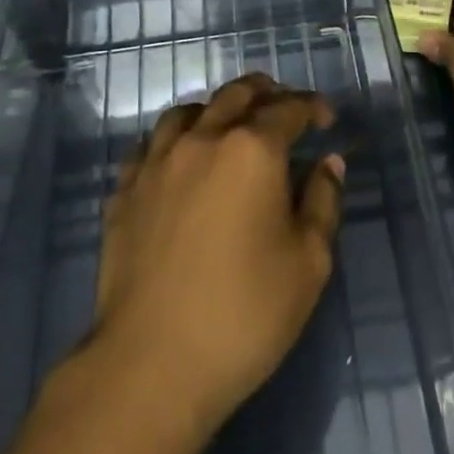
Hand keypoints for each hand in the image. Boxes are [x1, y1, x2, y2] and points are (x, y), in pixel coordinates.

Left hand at [90, 73, 344, 433]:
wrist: (153, 361)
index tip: (326, 118)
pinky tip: (181, 158)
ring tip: (231, 124)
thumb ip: (322, 201)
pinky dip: (174, 138)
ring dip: (216, 109)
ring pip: (187, 111)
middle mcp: (202, 140)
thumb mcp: (308, 262)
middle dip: (266, 93)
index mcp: (252, 150)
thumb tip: (328, 162)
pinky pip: (151, 144)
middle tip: (283, 106)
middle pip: (235, 96)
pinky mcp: (125, 190)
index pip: (288, 109)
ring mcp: (157, 162)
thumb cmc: (245, 312)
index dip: (312, 106)